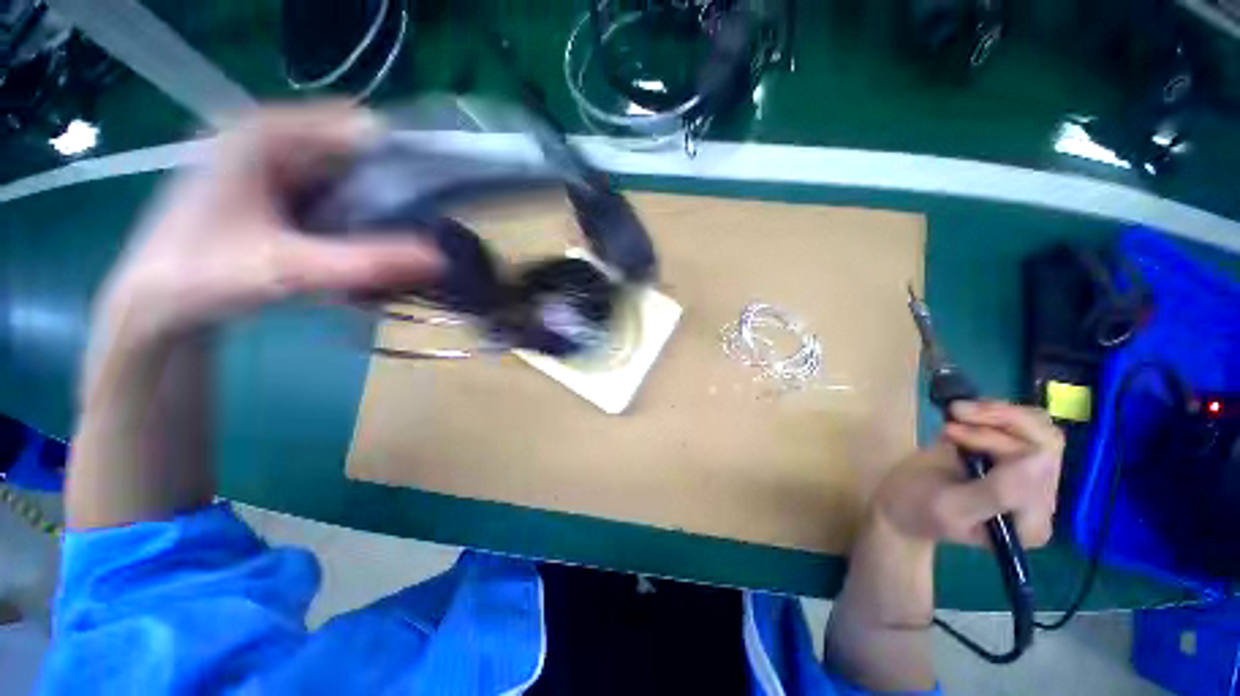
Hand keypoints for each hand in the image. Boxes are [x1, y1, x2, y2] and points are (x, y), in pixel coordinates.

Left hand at [95, 103, 439, 346]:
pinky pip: (335, 193)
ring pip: (349, 175)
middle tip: (424, 231)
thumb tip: (440, 259)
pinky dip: (359, 217)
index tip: (436, 203)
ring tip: (402, 242)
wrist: (155, 304)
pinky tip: (368, 245)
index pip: (362, 129)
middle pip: (357, 152)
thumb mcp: (289, 270)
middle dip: (395, 189)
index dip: (405, 161)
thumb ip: (367, 262)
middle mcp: (272, 136)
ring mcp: (273, 161)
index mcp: (266, 133)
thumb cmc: (205, 277)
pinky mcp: (276, 187)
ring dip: (380, 207)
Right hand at [873, 401, 1063, 548]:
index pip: (1043, 464)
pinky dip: (992, 412)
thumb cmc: (918, 508)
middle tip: (955, 412)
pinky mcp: (1012, 455)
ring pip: (1036, 426)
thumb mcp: (950, 506)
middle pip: (1044, 440)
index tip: (949, 431)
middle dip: (1000, 421)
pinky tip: (961, 416)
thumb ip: (996, 492)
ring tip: (954, 412)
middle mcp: (1039, 496)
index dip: (1000, 439)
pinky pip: (1021, 424)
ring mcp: (1028, 474)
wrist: (899, 502)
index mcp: (1030, 519)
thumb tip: (1040, 459)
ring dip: (995, 414)